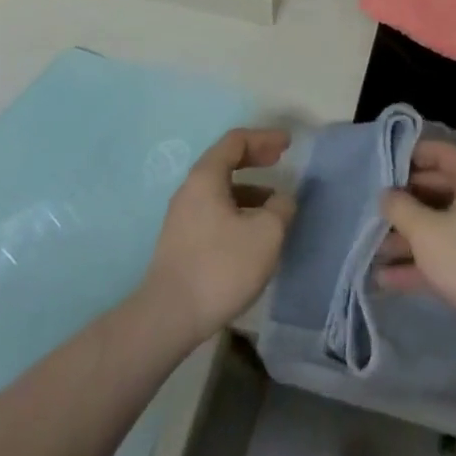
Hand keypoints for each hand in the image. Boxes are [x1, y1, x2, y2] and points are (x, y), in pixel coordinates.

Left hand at [142, 128, 294, 346]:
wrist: (168, 318)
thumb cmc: (220, 266)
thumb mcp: (266, 234)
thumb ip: (281, 208)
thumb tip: (281, 201)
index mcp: (206, 177)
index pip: (236, 141)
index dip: (264, 138)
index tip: (287, 144)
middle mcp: (190, 190)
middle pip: (225, 161)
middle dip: (255, 158)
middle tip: (279, 160)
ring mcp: (182, 218)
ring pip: (220, 190)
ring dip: (249, 189)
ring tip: (274, 205)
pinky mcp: (181, 243)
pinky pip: (214, 212)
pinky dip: (238, 210)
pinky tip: (253, 234)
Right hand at [376, 139, 455, 344]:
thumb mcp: (427, 232)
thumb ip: (401, 209)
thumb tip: (387, 194)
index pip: (439, 153)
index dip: (409, 155)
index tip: (381, 167)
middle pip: (435, 190)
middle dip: (402, 204)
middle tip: (371, 212)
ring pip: (439, 226)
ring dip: (407, 239)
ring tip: (371, 252)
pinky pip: (447, 254)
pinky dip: (421, 263)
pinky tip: (387, 280)